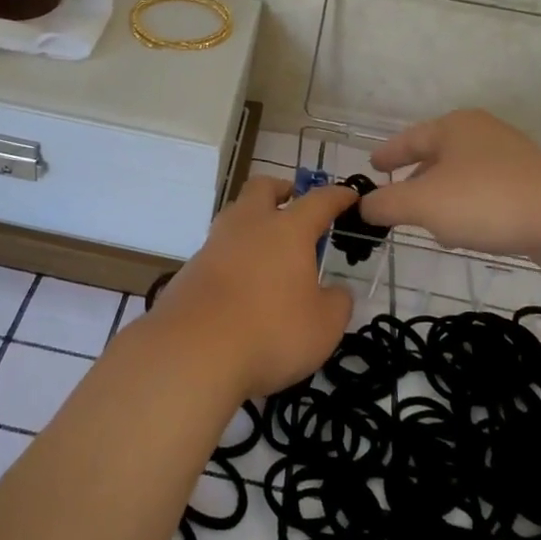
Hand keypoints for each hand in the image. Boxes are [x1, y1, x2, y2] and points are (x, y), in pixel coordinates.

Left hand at [149, 177, 356, 397]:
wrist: (193, 351)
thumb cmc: (271, 332)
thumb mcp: (324, 326)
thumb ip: (337, 303)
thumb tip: (336, 291)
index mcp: (288, 230)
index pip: (319, 201)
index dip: (337, 196)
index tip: (349, 195)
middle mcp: (249, 225)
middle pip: (263, 187)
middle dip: (281, 189)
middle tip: (294, 204)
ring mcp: (215, 244)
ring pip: (235, 215)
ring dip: (253, 221)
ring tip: (268, 247)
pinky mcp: (191, 268)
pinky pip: (218, 249)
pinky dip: (234, 255)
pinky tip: (241, 282)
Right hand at [359, 109, 540, 258]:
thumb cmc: (484, 201)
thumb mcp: (422, 204)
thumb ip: (386, 204)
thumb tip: (363, 206)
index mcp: (454, 127)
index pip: (410, 138)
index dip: (388, 154)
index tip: (372, 166)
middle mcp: (482, 134)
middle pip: (437, 155)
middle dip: (415, 179)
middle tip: (397, 199)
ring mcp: (511, 158)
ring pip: (462, 176)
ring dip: (442, 198)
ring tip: (429, 223)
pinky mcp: (531, 184)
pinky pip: (485, 192)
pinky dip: (468, 208)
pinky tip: (465, 233)